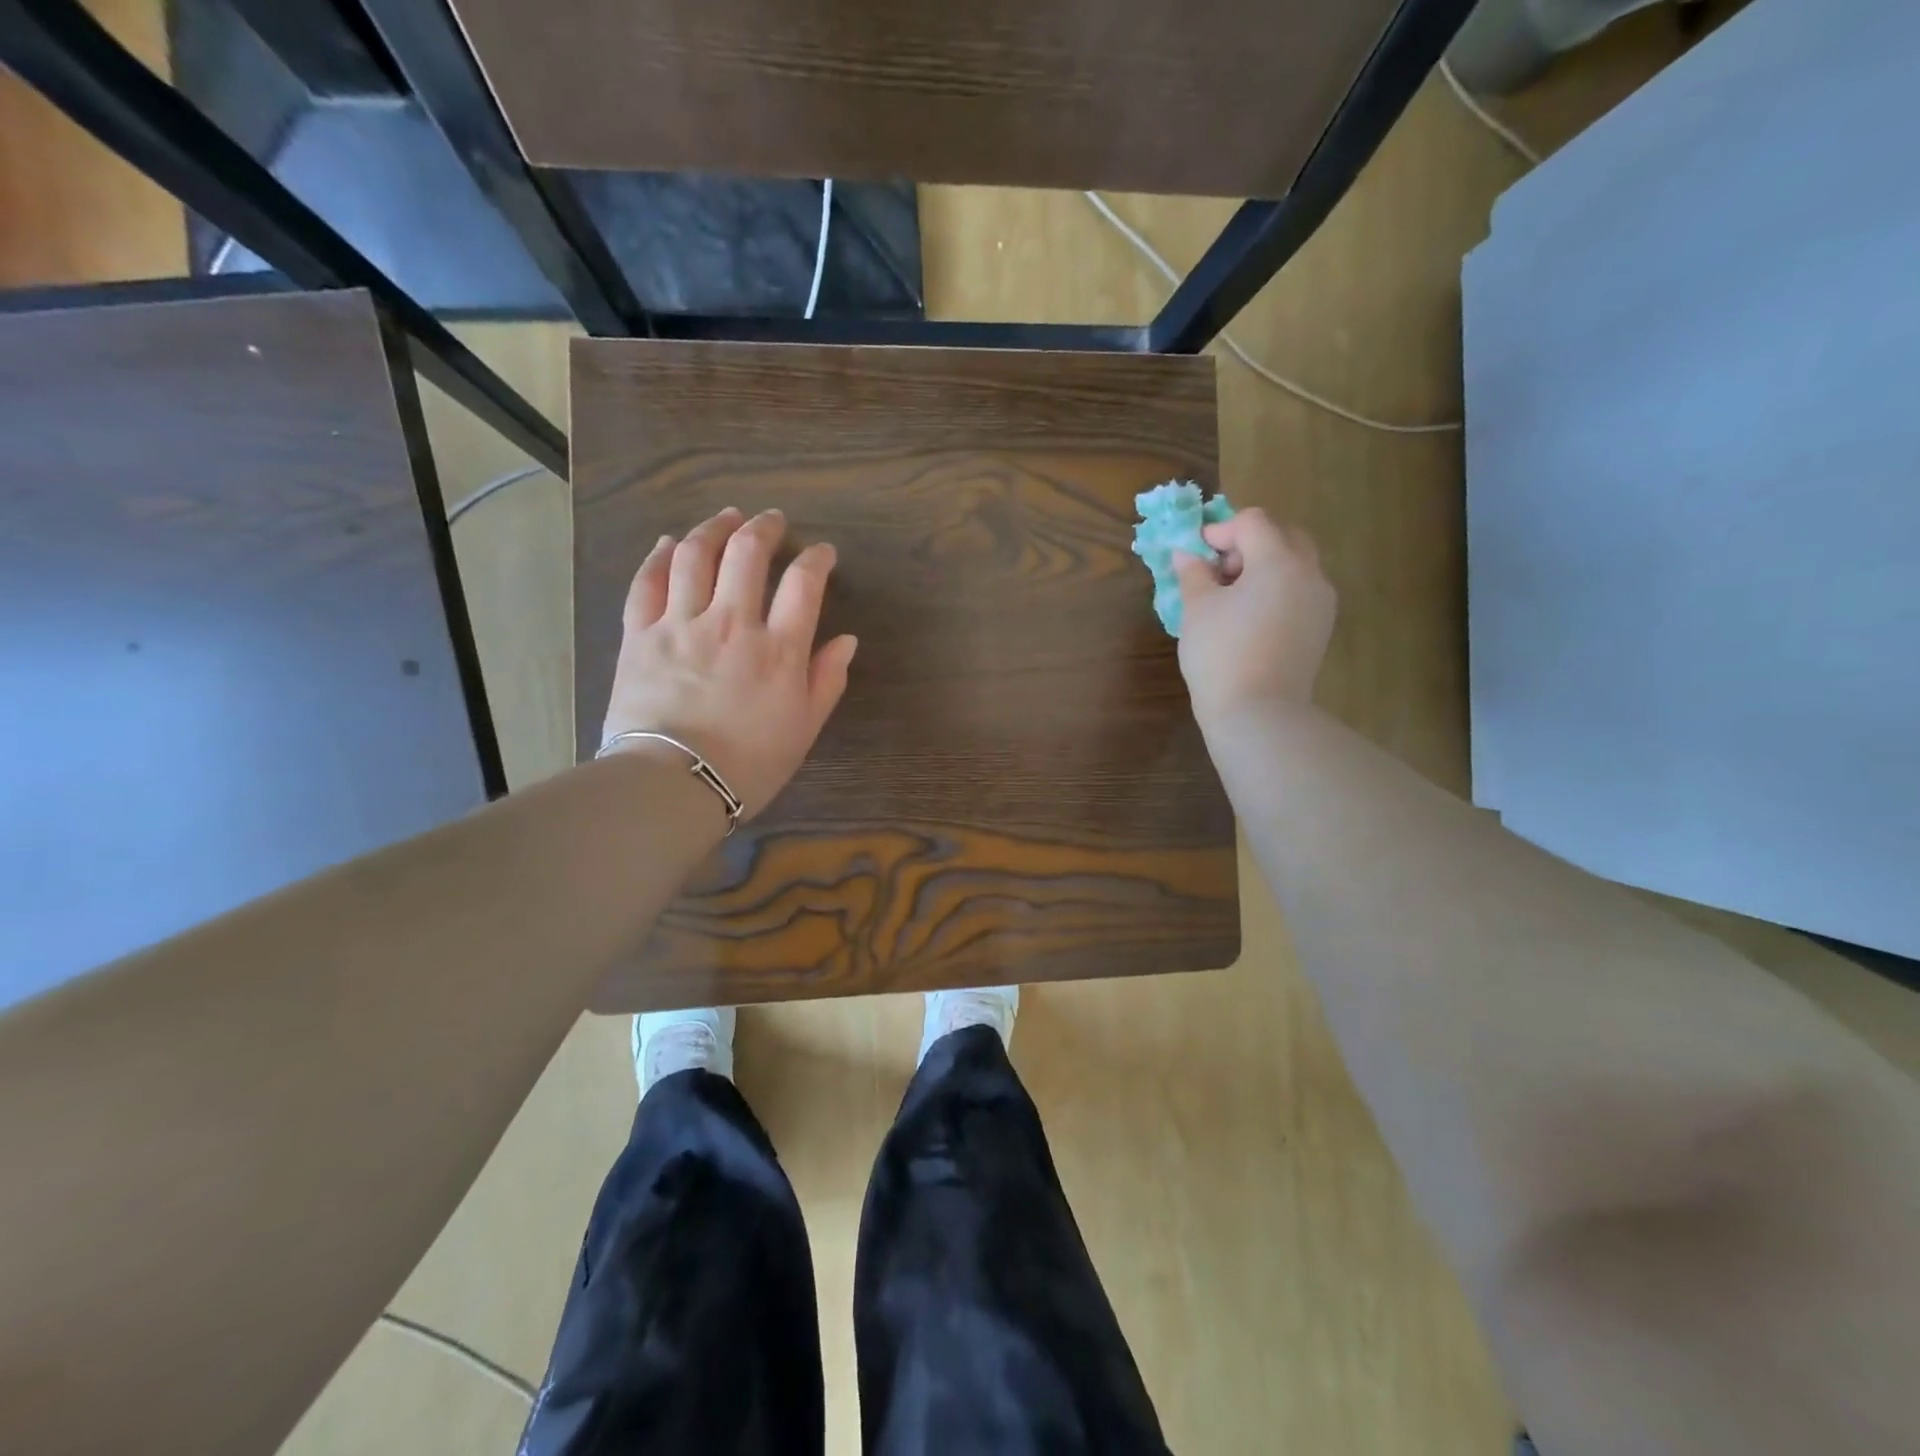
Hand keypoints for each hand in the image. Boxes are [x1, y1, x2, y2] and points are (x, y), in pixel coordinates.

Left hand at [600, 506, 857, 818]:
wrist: (674, 783)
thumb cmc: (749, 763)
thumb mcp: (804, 729)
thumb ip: (826, 680)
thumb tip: (846, 641)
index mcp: (778, 649)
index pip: (803, 583)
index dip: (816, 559)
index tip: (822, 552)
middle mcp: (732, 623)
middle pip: (747, 553)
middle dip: (764, 528)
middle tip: (772, 520)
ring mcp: (681, 623)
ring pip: (694, 554)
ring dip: (713, 528)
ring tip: (725, 517)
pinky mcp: (640, 634)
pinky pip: (647, 581)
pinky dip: (659, 555)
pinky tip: (668, 542)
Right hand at [1174, 508, 1336, 722]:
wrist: (1258, 714)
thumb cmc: (1221, 655)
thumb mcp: (1197, 610)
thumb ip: (1193, 574)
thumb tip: (1187, 554)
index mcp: (1279, 561)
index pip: (1252, 522)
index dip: (1220, 530)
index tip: (1196, 553)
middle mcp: (1309, 573)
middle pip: (1283, 535)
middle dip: (1248, 544)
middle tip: (1219, 571)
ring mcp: (1321, 601)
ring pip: (1296, 563)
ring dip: (1264, 566)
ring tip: (1232, 596)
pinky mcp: (1321, 627)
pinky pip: (1300, 591)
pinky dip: (1277, 589)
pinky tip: (1250, 617)